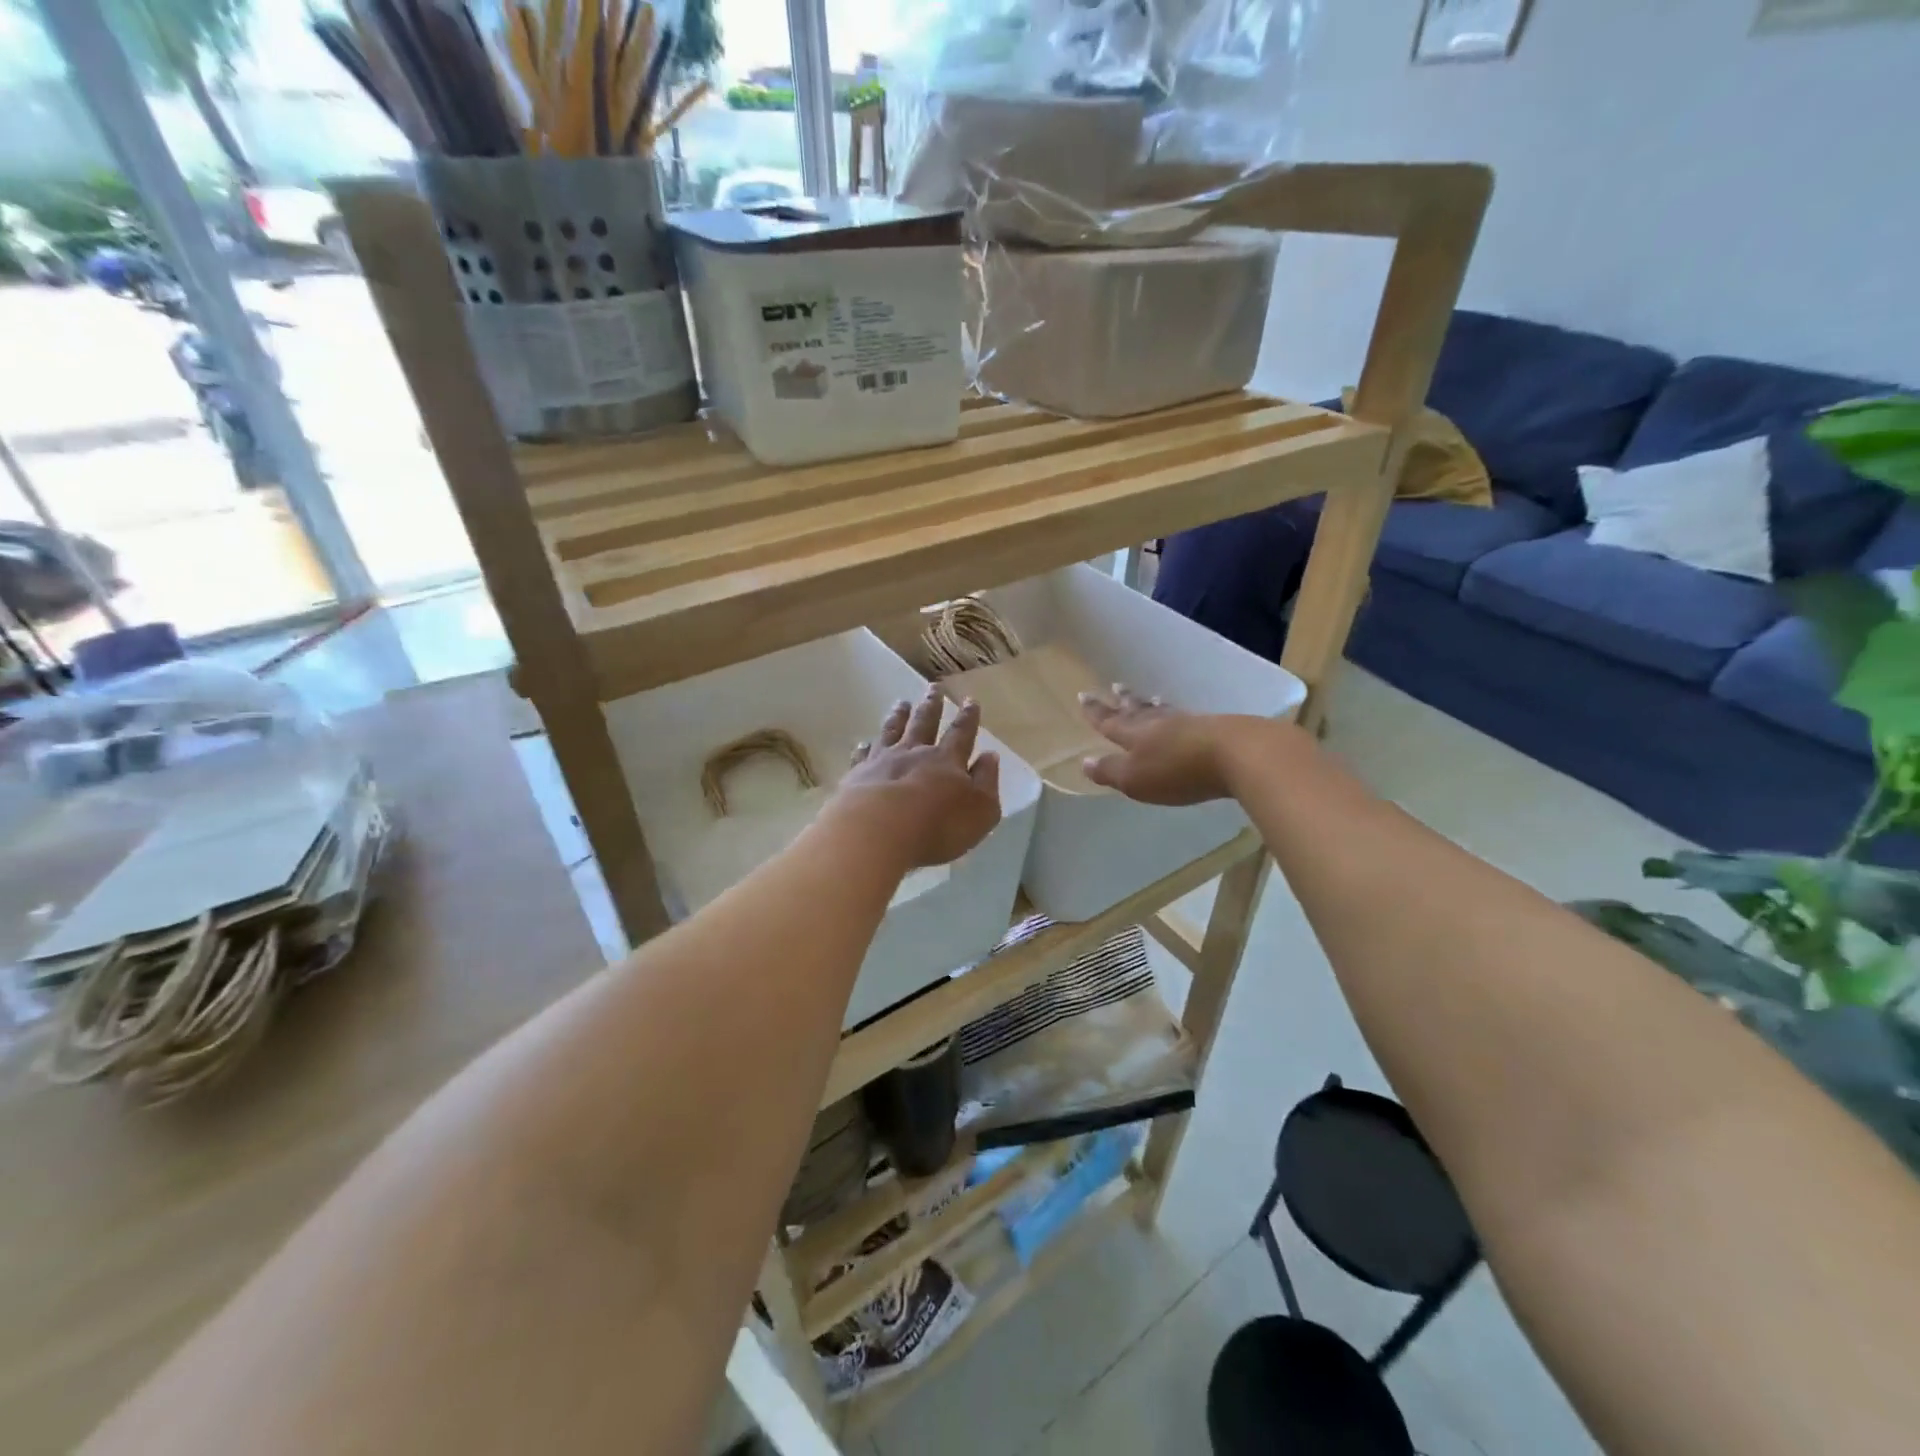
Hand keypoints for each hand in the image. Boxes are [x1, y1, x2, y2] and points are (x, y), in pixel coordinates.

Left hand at [832, 686, 1001, 869]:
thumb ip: (986, 781)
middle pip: (925, 723)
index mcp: (947, 760)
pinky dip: (865, 748)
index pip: (961, 733)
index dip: (968, 717)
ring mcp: (883, 761)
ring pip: (892, 731)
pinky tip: (864, 743)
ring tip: (901, 703)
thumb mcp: (981, 809)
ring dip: (899, 716)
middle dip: (932, 705)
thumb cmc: (939, 825)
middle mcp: (915, 753)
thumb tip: (990, 756)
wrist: (879, 831)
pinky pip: (863, 756)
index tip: (970, 700)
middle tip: (934, 687)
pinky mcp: (857, 776)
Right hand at [1079, 686, 1270, 805]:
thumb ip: (1110, 770)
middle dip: (1124, 701)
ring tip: (1150, 697)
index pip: (1110, 721)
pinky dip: (1176, 714)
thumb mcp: (1135, 778)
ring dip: (1152, 704)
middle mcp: (1159, 723)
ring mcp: (1188, 723)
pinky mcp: (1214, 729)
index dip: (1096, 712)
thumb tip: (1084, 761)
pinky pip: (1186, 718)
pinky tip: (1183, 716)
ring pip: (1163, 711)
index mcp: (1135, 734)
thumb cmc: (1177, 770)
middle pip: (1137, 709)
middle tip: (1115, 687)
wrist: (1237, 754)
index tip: (1083, 696)